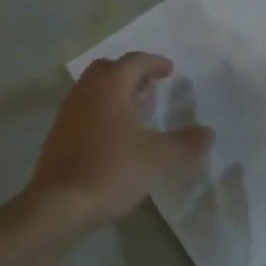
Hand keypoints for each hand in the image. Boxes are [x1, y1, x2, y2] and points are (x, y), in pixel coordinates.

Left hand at [27, 53, 213, 227]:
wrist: (60, 203)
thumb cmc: (112, 171)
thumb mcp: (158, 158)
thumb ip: (185, 143)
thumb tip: (208, 132)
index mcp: (109, 88)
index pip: (133, 62)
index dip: (154, 62)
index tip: (169, 69)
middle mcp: (85, 93)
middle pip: (107, 69)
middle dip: (130, 72)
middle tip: (150, 85)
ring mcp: (67, 113)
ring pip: (92, 89)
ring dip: (114, 92)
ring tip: (135, 109)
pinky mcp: (58, 135)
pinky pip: (83, 110)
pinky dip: (101, 111)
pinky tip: (114, 134)